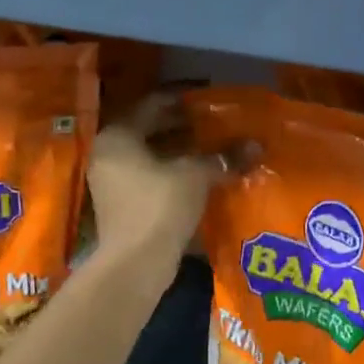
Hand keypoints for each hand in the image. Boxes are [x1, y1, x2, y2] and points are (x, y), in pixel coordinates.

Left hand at [85, 95, 233, 284]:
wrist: (135, 264)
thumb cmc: (160, 206)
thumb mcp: (195, 175)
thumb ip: (222, 156)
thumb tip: (255, 145)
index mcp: (118, 136)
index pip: (152, 105)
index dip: (183, 100)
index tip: (208, 98)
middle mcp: (108, 154)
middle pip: (150, 130)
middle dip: (183, 127)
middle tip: (215, 123)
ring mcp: (111, 182)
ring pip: (151, 156)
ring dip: (180, 151)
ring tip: (213, 148)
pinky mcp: (122, 205)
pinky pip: (149, 177)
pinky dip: (173, 172)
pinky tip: (201, 175)